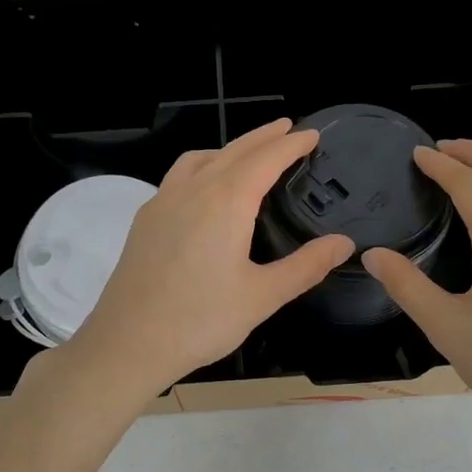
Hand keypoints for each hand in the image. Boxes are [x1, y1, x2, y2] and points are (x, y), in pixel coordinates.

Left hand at [61, 119, 355, 401]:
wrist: (127, 343)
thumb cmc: (200, 321)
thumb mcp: (262, 296)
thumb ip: (305, 266)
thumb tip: (344, 243)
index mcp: (225, 202)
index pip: (265, 160)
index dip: (291, 144)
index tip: (312, 134)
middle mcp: (192, 191)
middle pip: (232, 151)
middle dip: (262, 138)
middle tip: (287, 128)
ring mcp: (162, 203)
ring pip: (199, 159)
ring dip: (228, 148)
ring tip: (247, 154)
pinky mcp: (144, 220)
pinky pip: (178, 176)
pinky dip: (201, 166)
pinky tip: (204, 190)